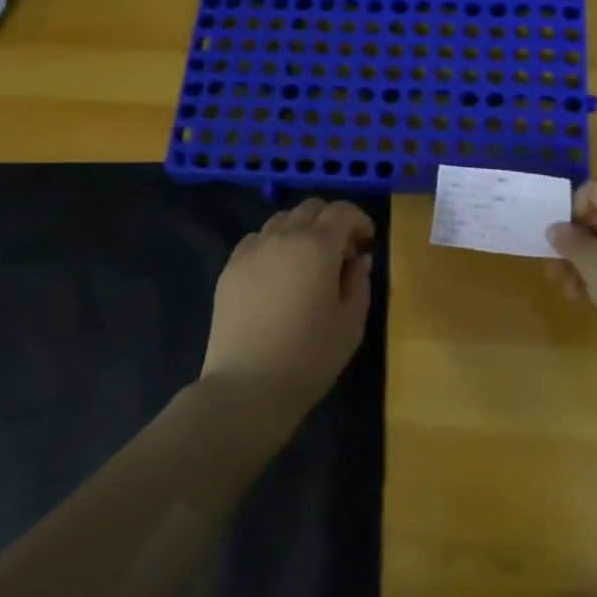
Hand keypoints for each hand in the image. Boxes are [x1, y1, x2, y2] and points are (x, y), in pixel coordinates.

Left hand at [201, 198, 374, 429]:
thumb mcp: (351, 323)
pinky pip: (256, 240)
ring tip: (308, 261)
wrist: (247, 388)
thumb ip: (359, 282)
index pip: (342, 211)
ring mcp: (251, 250)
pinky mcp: (229, 269)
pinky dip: (274, 244)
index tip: (367, 242)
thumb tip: (359, 259)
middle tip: (342, 252)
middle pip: (310, 208)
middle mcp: (283, 236)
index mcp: (317, 245)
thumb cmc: (309, 357)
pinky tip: (277, 273)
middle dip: (331, 221)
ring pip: (281, 220)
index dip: (359, 220)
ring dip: (302, 230)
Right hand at [544, 180, 596, 356]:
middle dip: (575, 242)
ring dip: (587, 264)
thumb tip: (556, 228)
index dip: (570, 208)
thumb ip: (568, 240)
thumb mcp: (591, 261)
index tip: (558, 236)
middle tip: (553, 266)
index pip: (593, 190)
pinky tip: (590, 299)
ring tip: (567, 290)